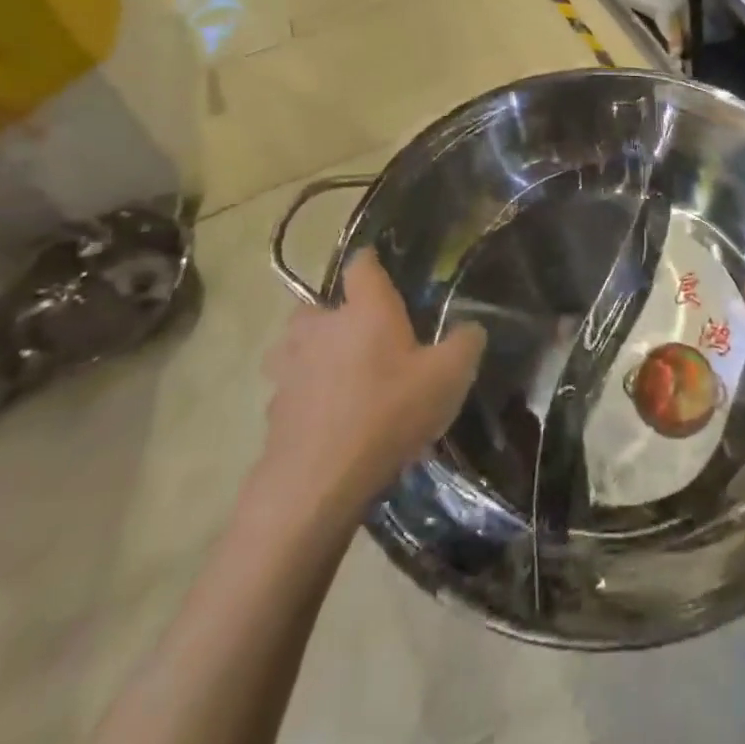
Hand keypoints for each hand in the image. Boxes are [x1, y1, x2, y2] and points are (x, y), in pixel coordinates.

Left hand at [252, 251, 485, 506]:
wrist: (318, 482)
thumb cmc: (389, 412)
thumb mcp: (448, 376)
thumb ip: (465, 343)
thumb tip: (472, 327)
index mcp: (364, 308)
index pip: (361, 265)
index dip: (371, 262)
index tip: (379, 267)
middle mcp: (321, 327)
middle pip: (316, 307)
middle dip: (332, 316)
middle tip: (358, 336)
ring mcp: (290, 368)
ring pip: (293, 348)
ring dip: (310, 355)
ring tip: (336, 377)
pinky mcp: (273, 410)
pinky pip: (289, 391)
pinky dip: (304, 398)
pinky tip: (327, 420)